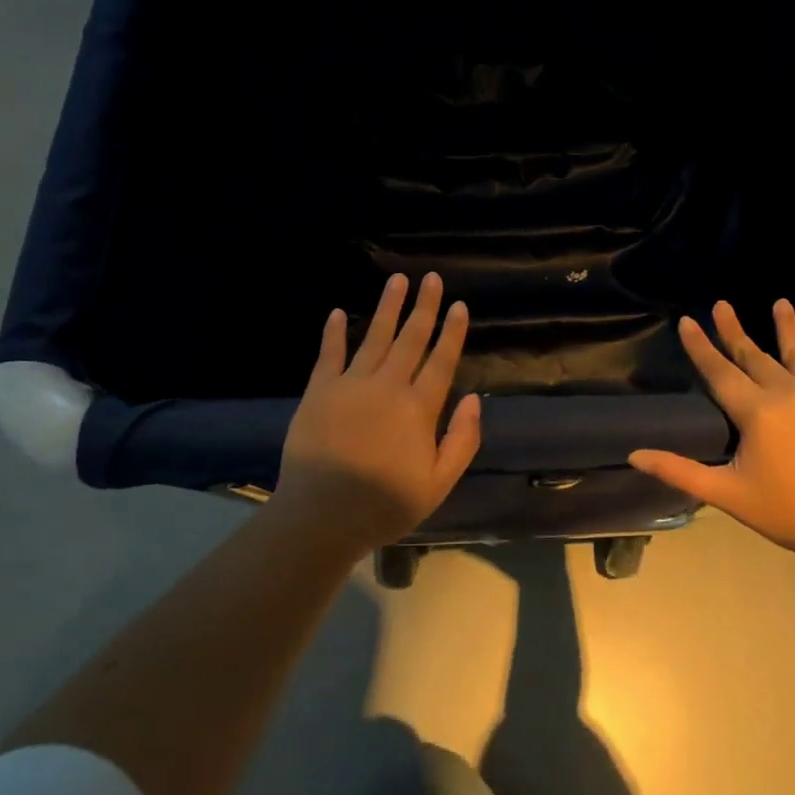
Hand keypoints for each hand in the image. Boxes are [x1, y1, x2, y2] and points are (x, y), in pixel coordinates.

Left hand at [278, 272, 482, 550]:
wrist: (322, 516)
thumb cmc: (385, 505)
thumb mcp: (438, 483)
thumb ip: (462, 440)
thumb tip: (475, 399)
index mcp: (418, 408)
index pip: (441, 360)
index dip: (453, 332)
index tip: (460, 305)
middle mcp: (387, 386)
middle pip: (411, 339)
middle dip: (424, 306)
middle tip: (431, 278)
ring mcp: (350, 385)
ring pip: (375, 337)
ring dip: (388, 307)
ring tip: (397, 279)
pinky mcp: (319, 391)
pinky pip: (329, 354)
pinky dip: (334, 332)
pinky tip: (339, 312)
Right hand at [628, 300, 794, 556]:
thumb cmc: (786, 512)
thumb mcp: (726, 494)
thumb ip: (679, 471)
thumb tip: (635, 455)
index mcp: (756, 412)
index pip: (719, 371)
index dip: (700, 346)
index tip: (687, 321)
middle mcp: (789, 391)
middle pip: (754, 355)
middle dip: (734, 330)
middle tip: (722, 304)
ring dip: (788, 326)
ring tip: (780, 302)